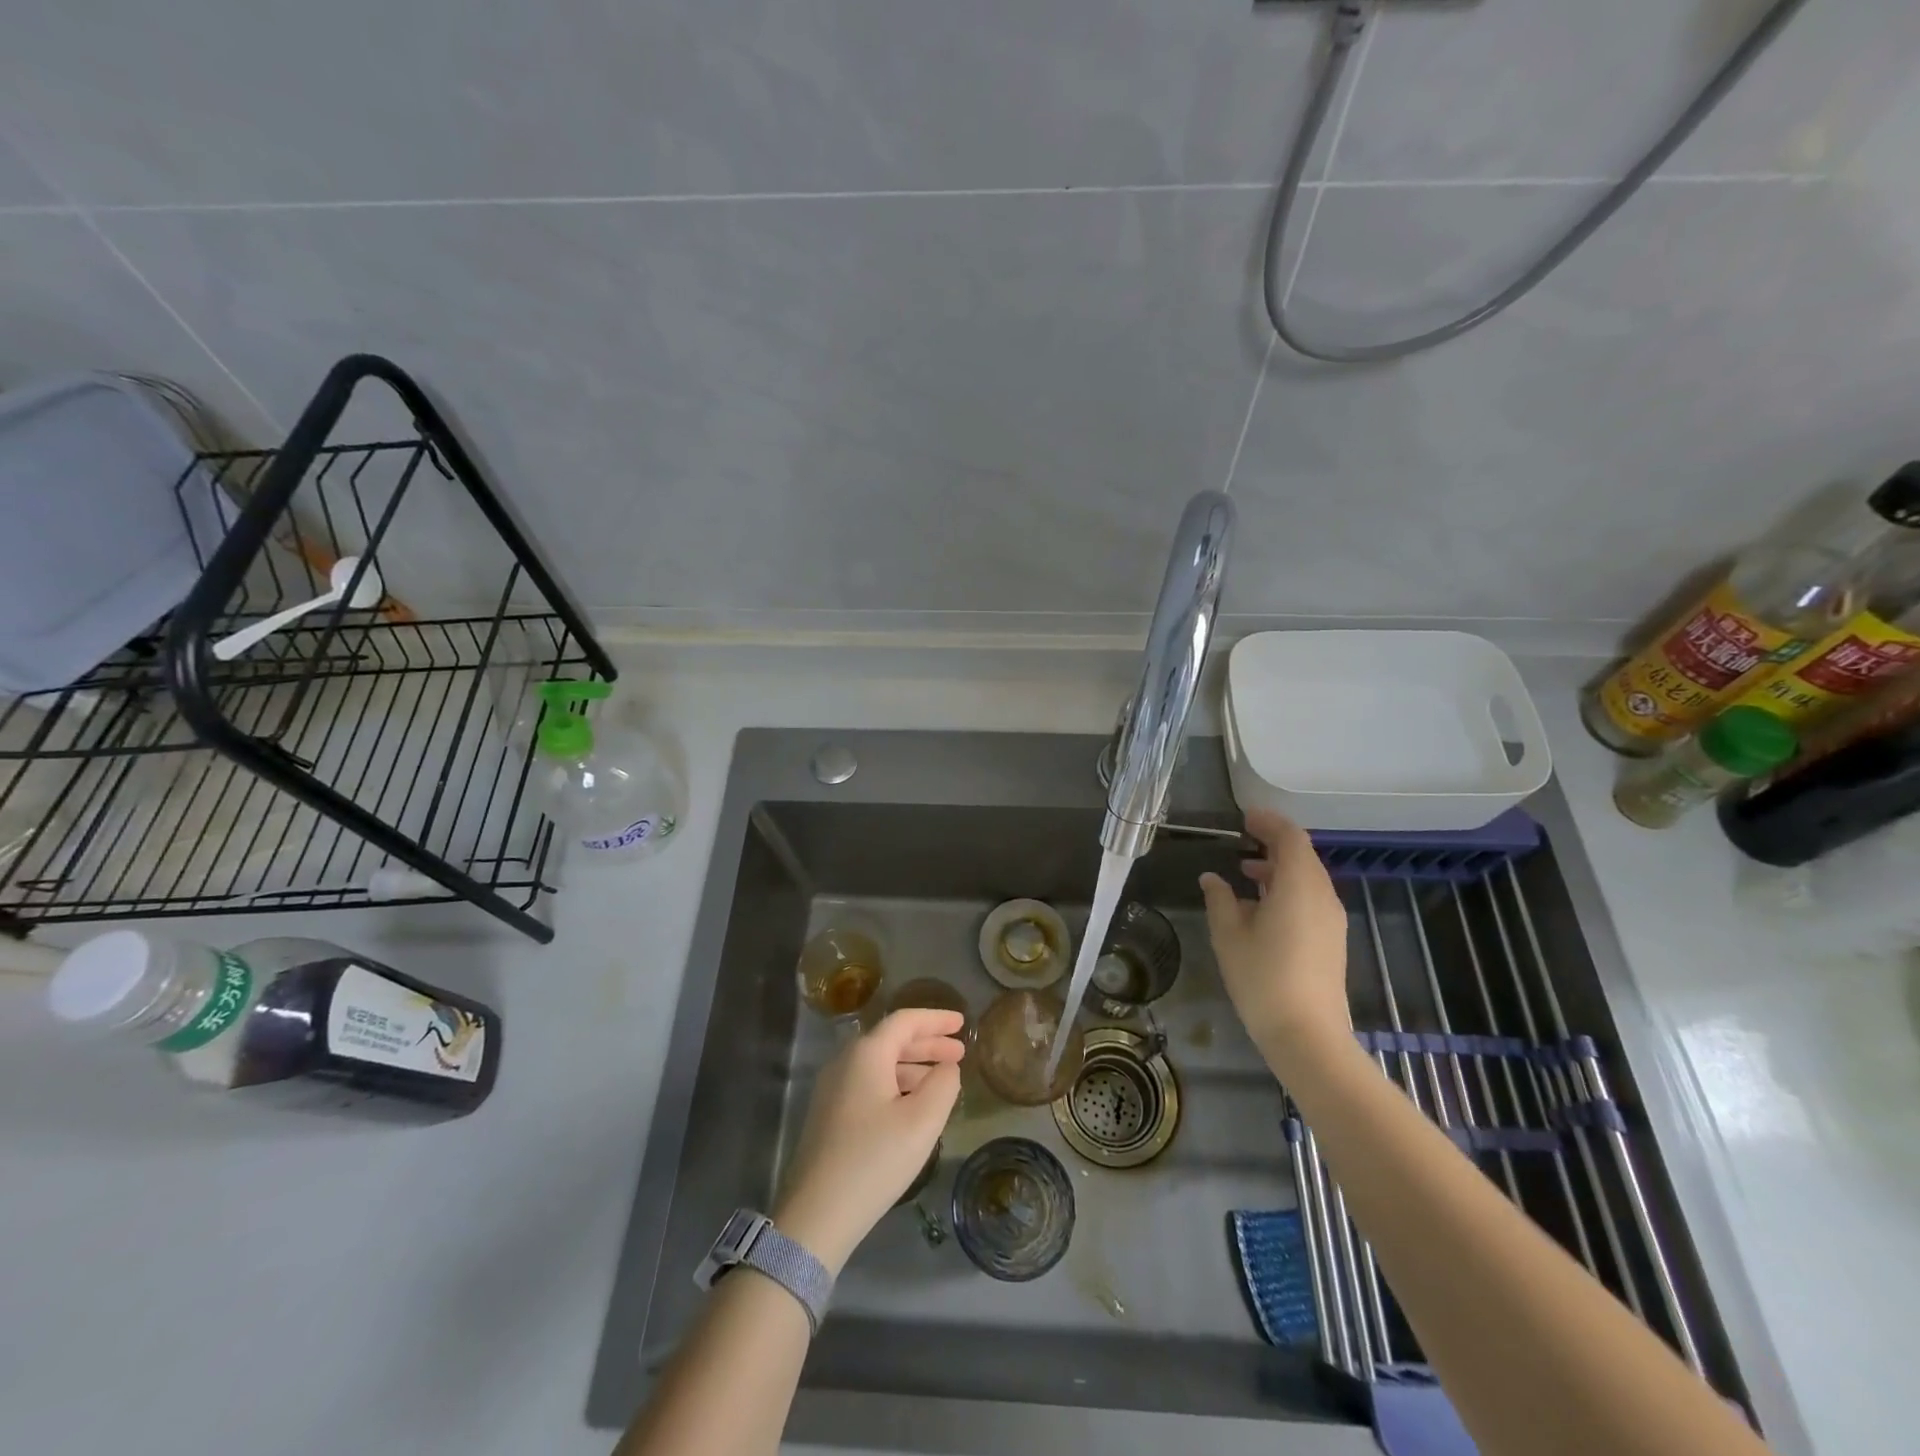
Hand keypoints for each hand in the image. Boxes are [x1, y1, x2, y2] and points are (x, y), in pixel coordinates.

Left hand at [773, 1008, 964, 1273]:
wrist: (816, 1214)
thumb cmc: (874, 1160)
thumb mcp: (922, 1121)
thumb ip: (943, 1085)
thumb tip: (947, 1067)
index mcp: (866, 1054)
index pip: (905, 1020)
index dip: (936, 1019)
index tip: (962, 1023)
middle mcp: (845, 1061)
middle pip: (891, 1039)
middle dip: (928, 1043)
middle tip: (960, 1051)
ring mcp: (833, 1088)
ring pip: (880, 1063)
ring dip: (914, 1065)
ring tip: (944, 1078)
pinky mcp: (829, 1114)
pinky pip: (869, 1083)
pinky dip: (897, 1083)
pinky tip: (914, 1104)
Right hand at [1199, 809, 1351, 1068]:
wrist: (1307, 1035)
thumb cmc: (1262, 977)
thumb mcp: (1229, 935)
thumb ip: (1220, 899)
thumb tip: (1212, 878)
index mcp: (1299, 885)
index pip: (1290, 837)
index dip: (1268, 822)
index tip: (1245, 817)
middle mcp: (1322, 896)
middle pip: (1303, 856)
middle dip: (1273, 843)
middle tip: (1242, 840)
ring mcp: (1331, 920)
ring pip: (1307, 879)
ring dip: (1279, 869)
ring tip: (1246, 872)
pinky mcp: (1332, 940)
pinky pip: (1310, 899)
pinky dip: (1287, 890)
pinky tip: (1261, 907)